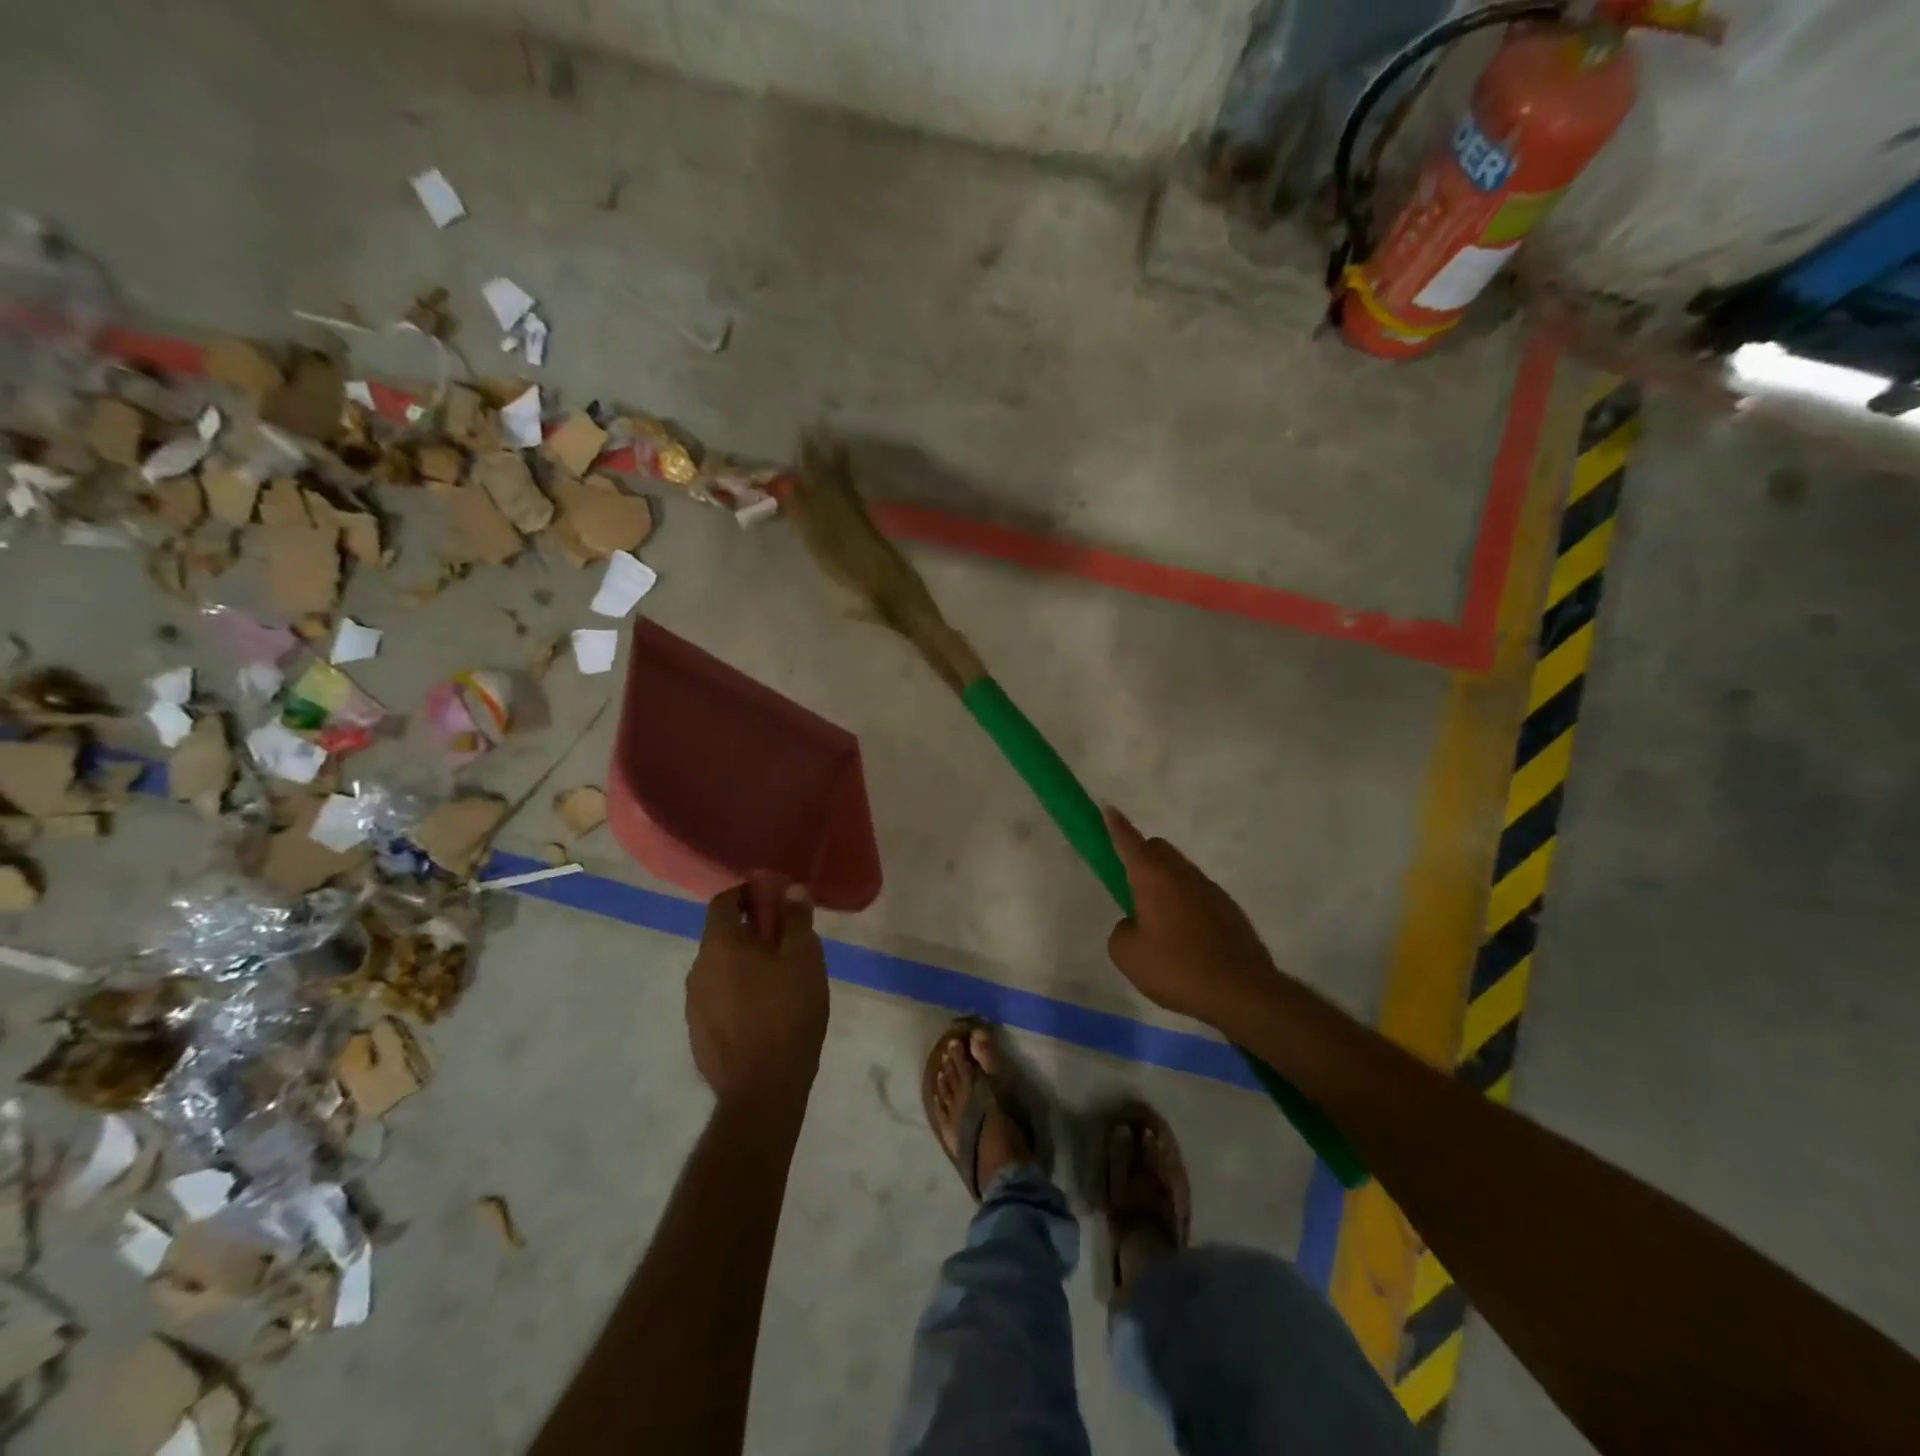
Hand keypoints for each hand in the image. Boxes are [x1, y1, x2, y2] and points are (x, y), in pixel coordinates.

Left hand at [686, 877, 829, 1108]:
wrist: (762, 1090)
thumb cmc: (787, 1013)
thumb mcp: (804, 959)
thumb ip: (796, 920)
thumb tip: (790, 890)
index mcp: (719, 945)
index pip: (723, 902)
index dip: (747, 894)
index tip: (774, 899)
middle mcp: (698, 969)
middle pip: (721, 936)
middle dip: (751, 932)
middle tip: (786, 943)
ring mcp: (694, 1005)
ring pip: (720, 969)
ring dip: (745, 964)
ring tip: (780, 980)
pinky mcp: (698, 1034)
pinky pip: (718, 998)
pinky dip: (738, 993)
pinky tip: (765, 1012)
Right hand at [1105, 807, 1277, 1024]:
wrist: (1242, 991)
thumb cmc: (1177, 968)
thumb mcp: (1128, 955)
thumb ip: (1122, 931)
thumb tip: (1134, 924)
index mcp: (1154, 878)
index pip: (1129, 842)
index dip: (1115, 826)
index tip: (1108, 809)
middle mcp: (1184, 876)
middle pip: (1159, 849)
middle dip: (1141, 856)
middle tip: (1129, 885)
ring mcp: (1212, 891)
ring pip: (1181, 872)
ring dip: (1166, 884)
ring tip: (1159, 923)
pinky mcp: (1230, 911)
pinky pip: (1199, 896)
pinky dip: (1186, 905)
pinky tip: (1185, 940)